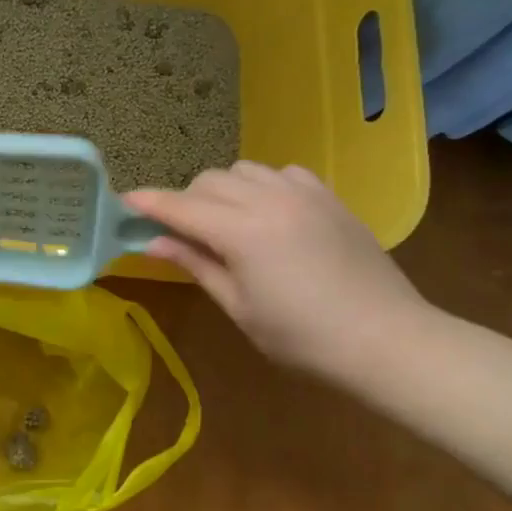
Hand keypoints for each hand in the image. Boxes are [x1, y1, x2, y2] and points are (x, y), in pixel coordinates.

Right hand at [124, 162, 429, 378]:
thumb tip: (153, 243)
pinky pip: (282, 173)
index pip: (181, 207)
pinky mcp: (329, 198)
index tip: (123, 202)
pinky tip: (268, 213)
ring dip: (222, 189)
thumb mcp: (239, 306)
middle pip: (208, 182)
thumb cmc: (302, 337)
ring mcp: (304, 194)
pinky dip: (262, 185)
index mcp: (243, 232)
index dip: (148, 203)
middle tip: (179, 233)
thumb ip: (195, 265)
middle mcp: (269, 200)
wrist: (388, 340)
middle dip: (185, 201)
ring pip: (243, 170)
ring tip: (225, 222)